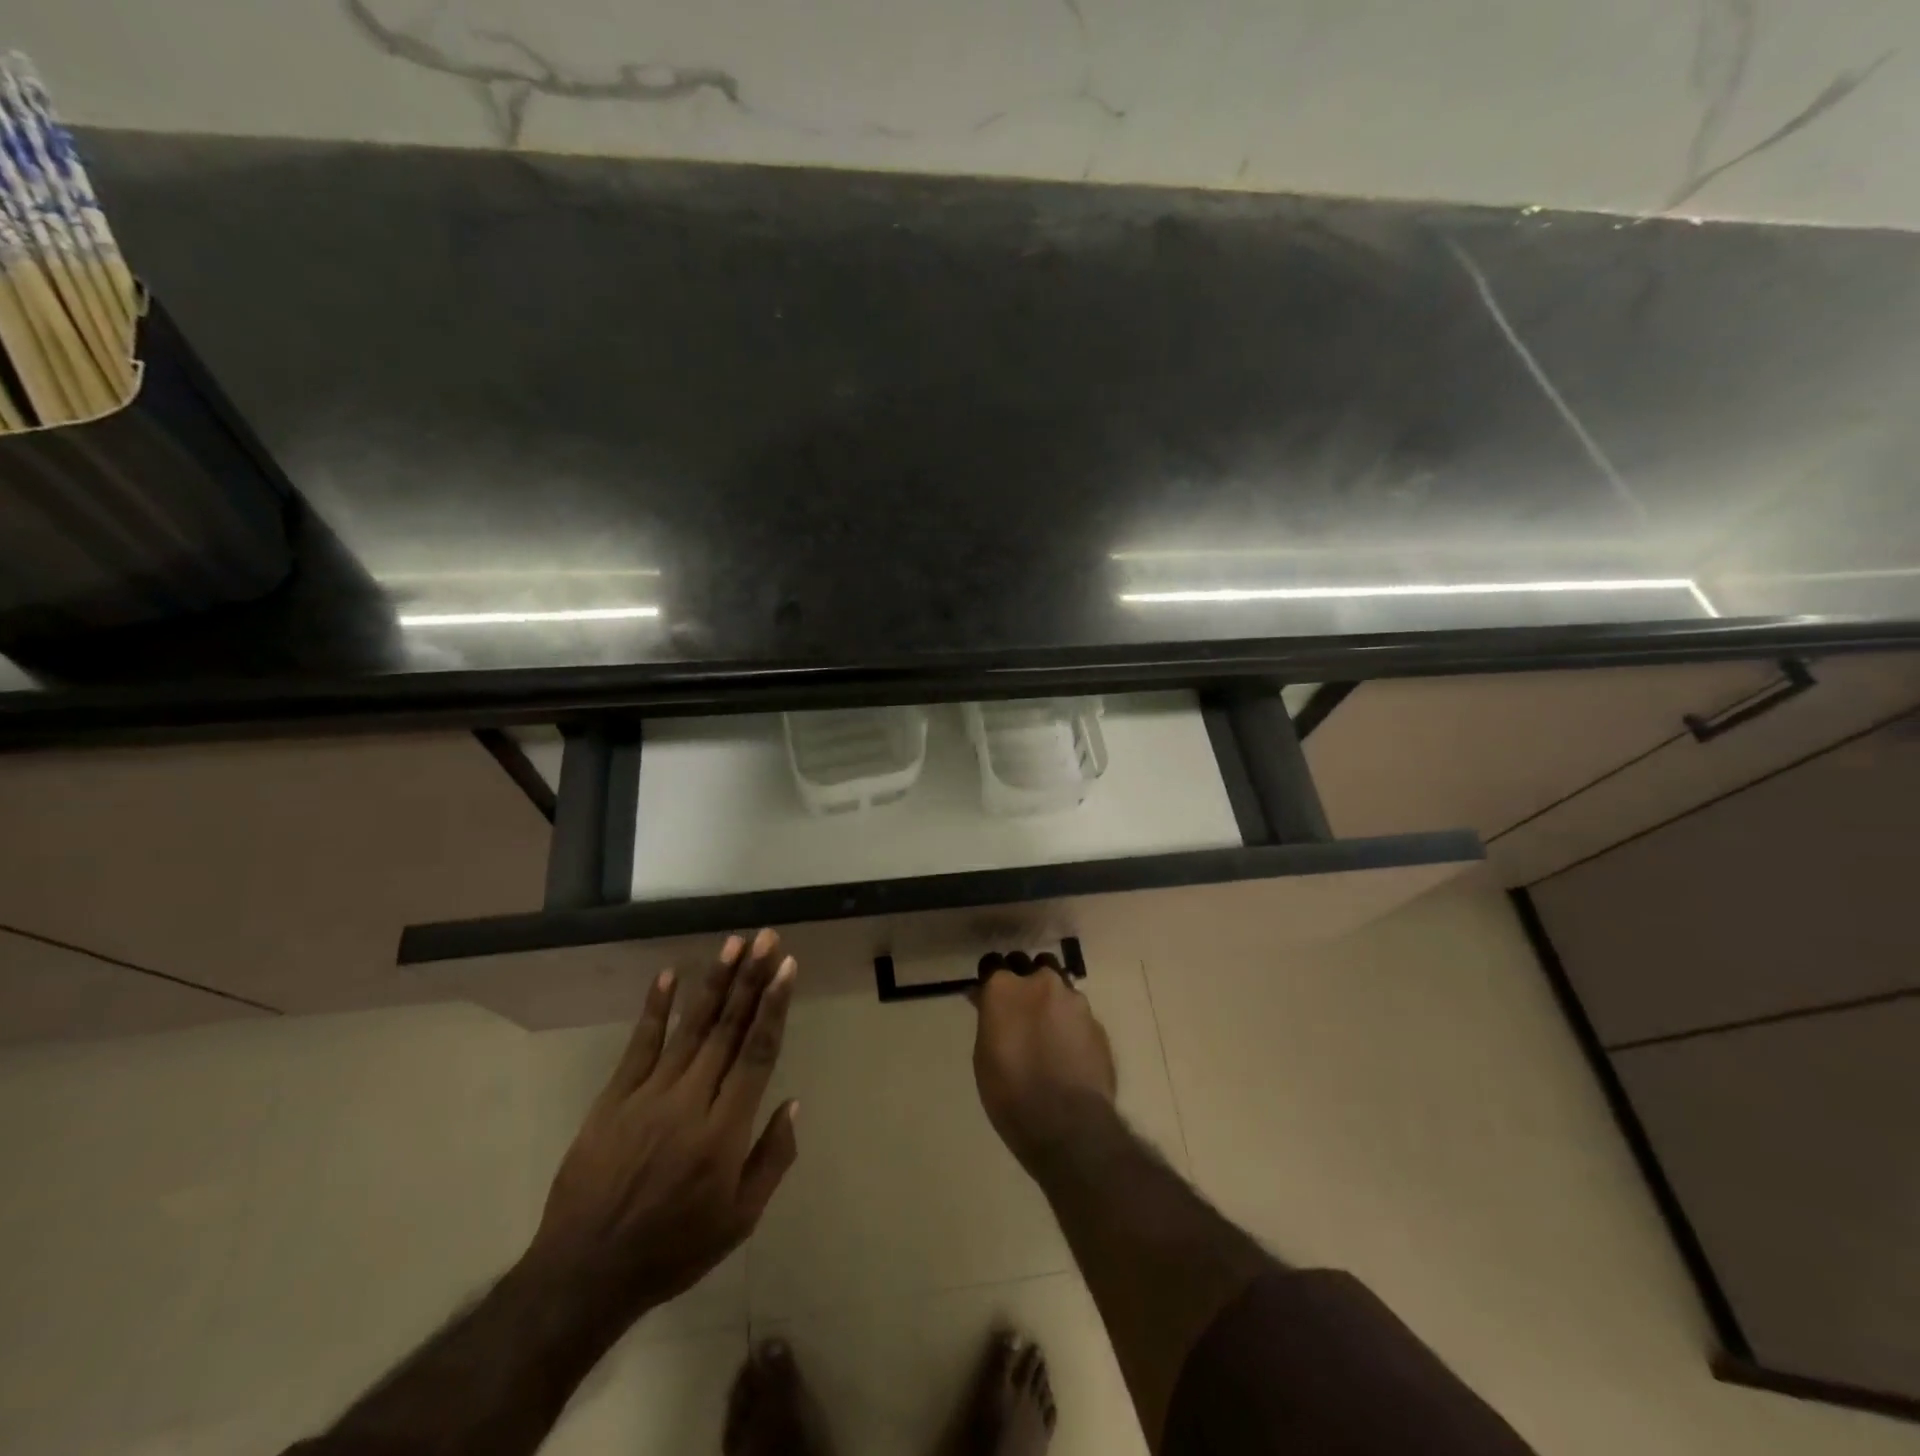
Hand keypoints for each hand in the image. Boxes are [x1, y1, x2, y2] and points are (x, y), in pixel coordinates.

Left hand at [523, 929, 799, 1322]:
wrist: (584, 1274)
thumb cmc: (673, 1249)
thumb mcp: (740, 1221)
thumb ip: (772, 1158)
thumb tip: (792, 1102)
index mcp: (725, 1130)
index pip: (757, 1052)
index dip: (774, 1006)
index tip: (786, 967)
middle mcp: (691, 1100)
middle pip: (728, 1028)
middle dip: (751, 978)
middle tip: (766, 938)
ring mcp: (649, 1095)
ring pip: (691, 1027)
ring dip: (715, 982)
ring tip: (734, 943)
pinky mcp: (615, 1098)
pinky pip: (640, 1044)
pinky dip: (656, 1008)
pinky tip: (669, 975)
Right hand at [971, 959, 1116, 1171]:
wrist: (1068, 1124)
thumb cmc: (1010, 1093)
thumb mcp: (983, 1056)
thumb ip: (989, 1018)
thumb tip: (985, 1000)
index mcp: (1005, 987)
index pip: (993, 964)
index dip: (991, 979)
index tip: (989, 996)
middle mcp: (1041, 982)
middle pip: (1030, 966)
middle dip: (1024, 980)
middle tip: (1020, 1010)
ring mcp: (1074, 999)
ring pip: (1058, 985)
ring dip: (1050, 999)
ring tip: (1047, 1029)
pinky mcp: (1097, 1021)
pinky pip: (1077, 1012)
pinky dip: (1070, 1023)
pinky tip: (1068, 1049)